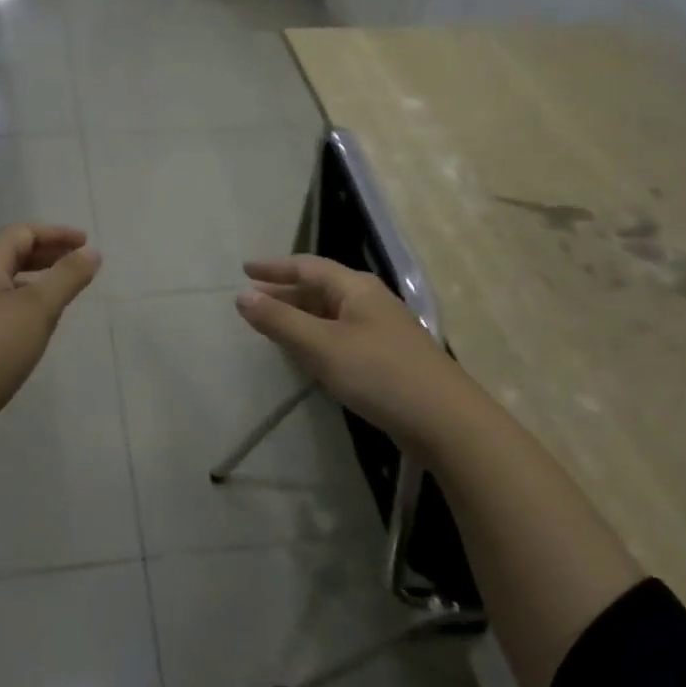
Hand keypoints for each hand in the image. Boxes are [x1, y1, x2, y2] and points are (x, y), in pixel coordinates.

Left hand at [0, 224, 100, 441]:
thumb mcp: (38, 309)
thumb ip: (68, 277)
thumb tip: (93, 253)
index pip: (21, 233)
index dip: (56, 234)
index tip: (86, 243)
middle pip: (11, 255)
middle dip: (47, 254)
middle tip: (79, 263)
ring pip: (5, 283)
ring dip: (36, 280)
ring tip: (62, 292)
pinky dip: (23, 304)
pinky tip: (36, 325)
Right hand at [235, 255, 466, 453]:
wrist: (443, 420)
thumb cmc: (379, 374)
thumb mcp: (322, 346)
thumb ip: (280, 320)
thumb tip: (242, 296)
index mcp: (356, 288)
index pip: (307, 266)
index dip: (274, 267)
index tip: (244, 270)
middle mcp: (369, 301)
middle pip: (319, 288)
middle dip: (284, 292)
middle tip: (252, 300)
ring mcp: (380, 329)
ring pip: (330, 313)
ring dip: (299, 315)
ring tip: (270, 324)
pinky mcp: (385, 357)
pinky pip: (340, 335)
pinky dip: (315, 337)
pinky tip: (305, 353)